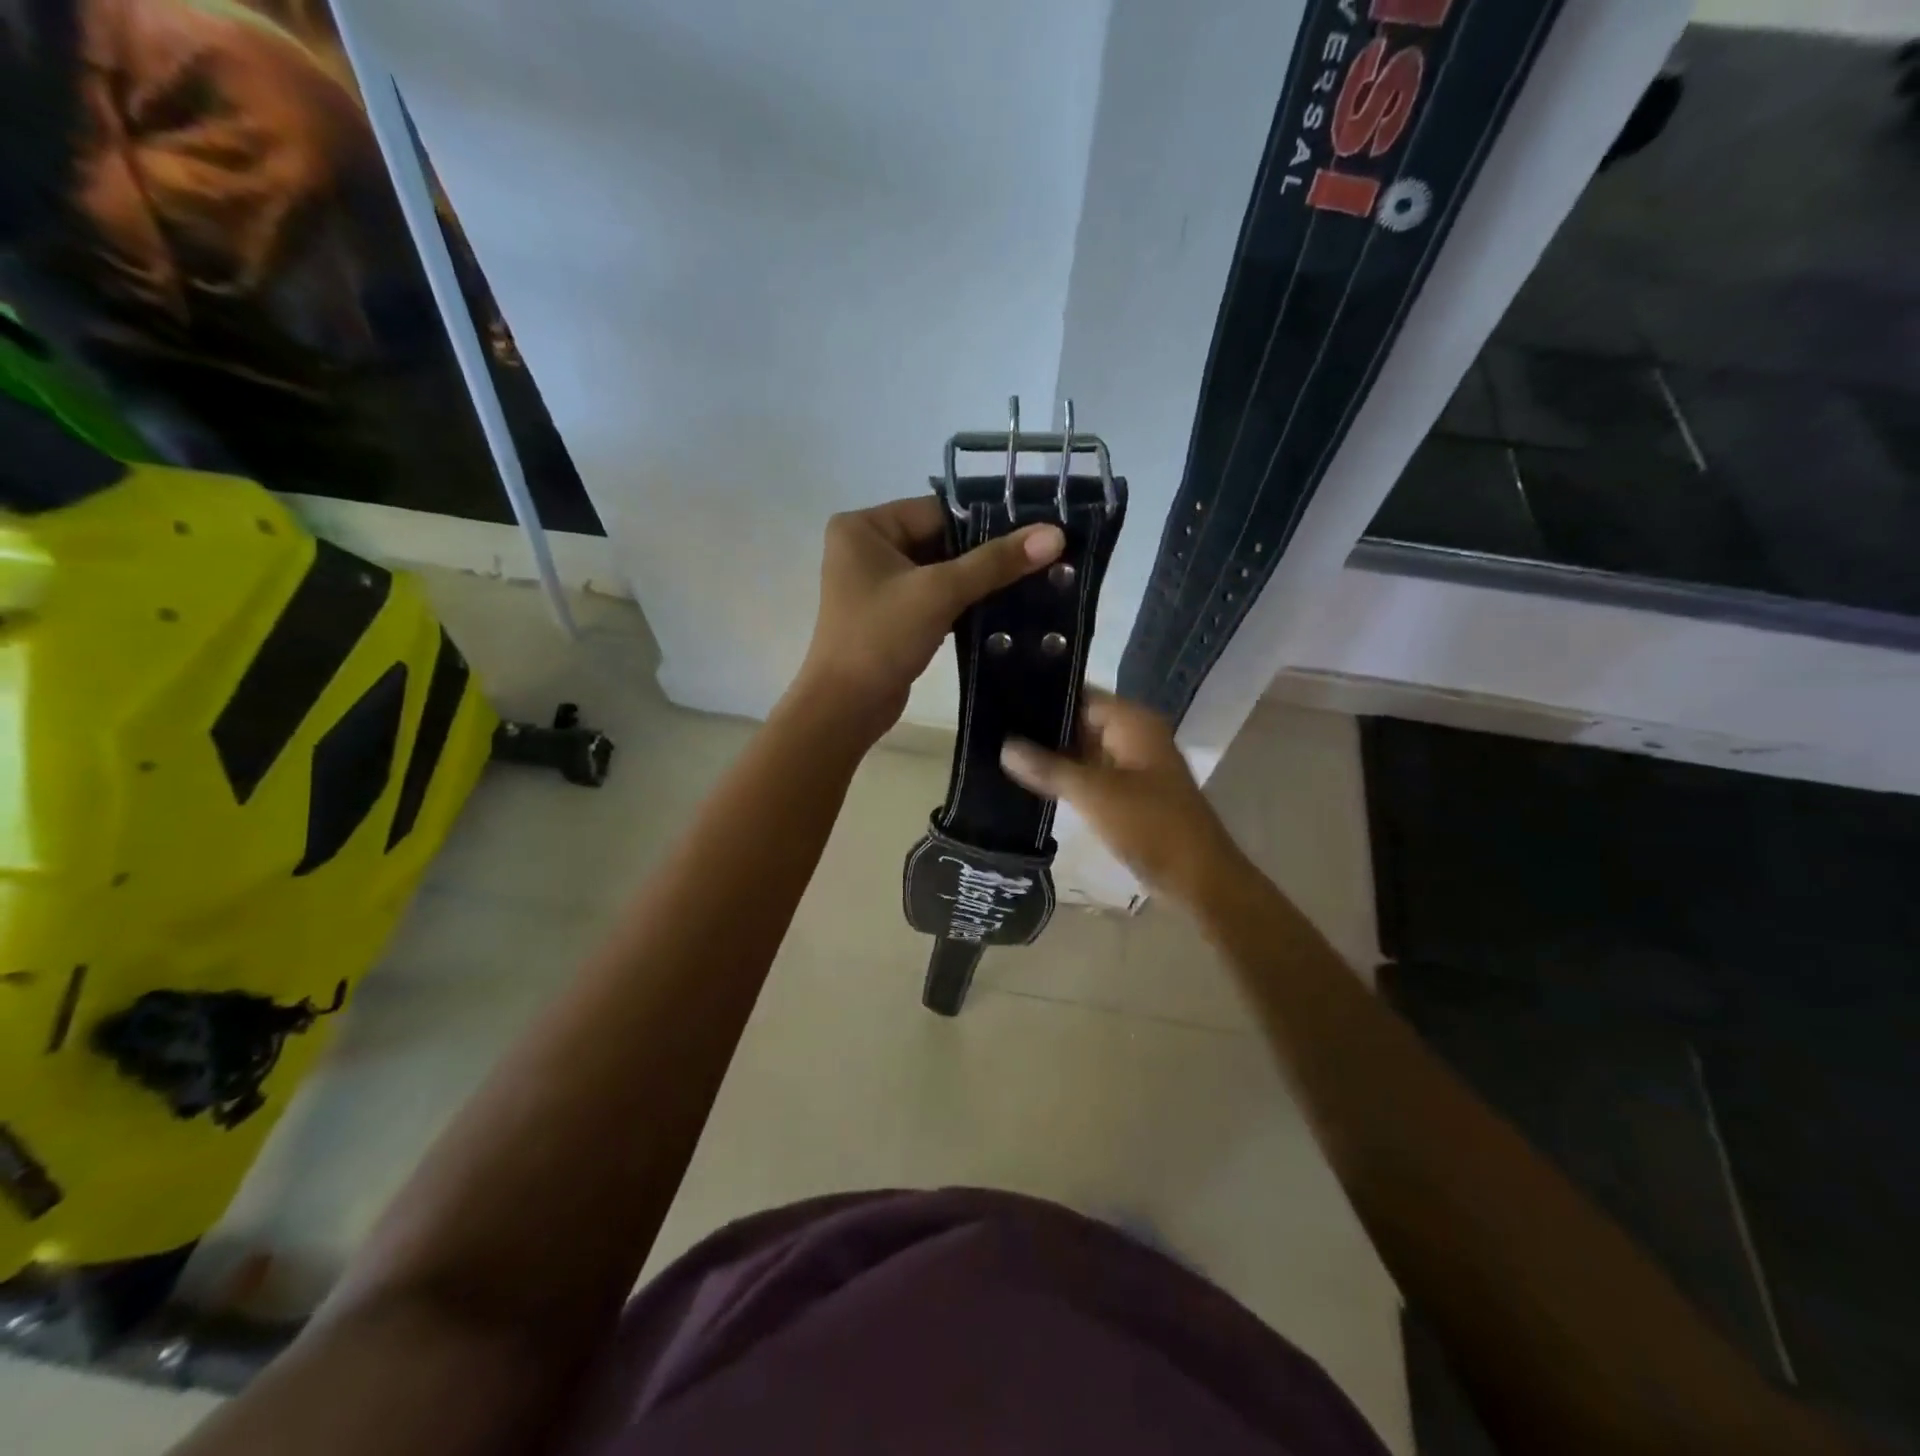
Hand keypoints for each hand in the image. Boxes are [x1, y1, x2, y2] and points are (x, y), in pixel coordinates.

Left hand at [796, 496, 1063, 737]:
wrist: (845, 708)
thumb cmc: (881, 638)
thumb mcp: (939, 592)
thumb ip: (996, 562)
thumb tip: (1054, 533)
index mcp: (864, 527)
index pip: (938, 511)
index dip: (988, 522)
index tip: (1037, 531)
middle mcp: (867, 548)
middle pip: (940, 540)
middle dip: (986, 555)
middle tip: (1043, 559)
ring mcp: (878, 584)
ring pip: (940, 572)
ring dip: (979, 582)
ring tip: (1033, 582)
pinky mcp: (892, 616)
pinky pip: (934, 598)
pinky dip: (964, 604)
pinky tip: (1005, 610)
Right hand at [1000, 691, 1244, 904]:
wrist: (1198, 878)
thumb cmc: (1151, 825)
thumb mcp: (1094, 793)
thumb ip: (1048, 768)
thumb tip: (1004, 747)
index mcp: (1133, 722)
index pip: (1079, 695)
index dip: (1041, 695)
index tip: (1000, 698)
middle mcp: (1133, 736)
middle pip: (1079, 721)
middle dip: (1040, 727)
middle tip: (990, 727)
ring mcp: (1131, 766)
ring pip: (1081, 750)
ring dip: (1049, 755)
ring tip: (998, 750)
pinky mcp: (1126, 794)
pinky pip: (1089, 775)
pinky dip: (1064, 777)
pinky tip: (1027, 781)